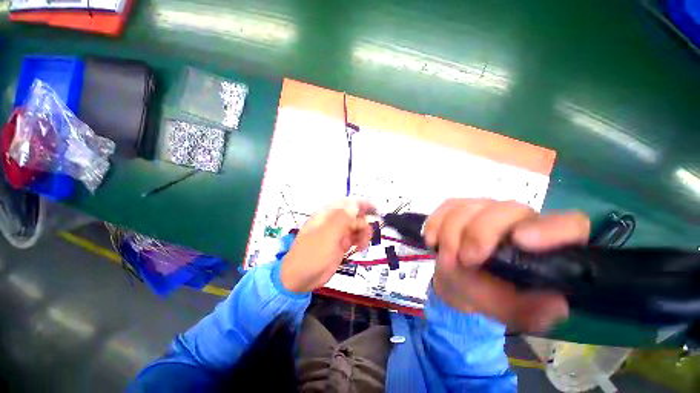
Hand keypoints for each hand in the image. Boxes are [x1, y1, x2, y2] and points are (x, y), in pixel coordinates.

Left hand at [280, 199, 374, 292]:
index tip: (374, 208)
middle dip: (363, 222)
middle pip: (354, 215)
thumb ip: (342, 218)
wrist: (301, 278)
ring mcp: (338, 233)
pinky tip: (360, 248)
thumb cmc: (311, 254)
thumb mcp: (327, 234)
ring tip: (362, 244)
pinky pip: (355, 238)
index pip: (346, 203)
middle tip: (366, 233)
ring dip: (363, 233)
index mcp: (327, 215)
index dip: (360, 204)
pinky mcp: (341, 244)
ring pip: (356, 227)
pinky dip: (360, 241)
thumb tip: (355, 204)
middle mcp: (333, 222)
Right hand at [424, 199, 589, 331]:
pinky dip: (435, 224)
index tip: (520, 242)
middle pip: (506, 209)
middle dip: (479, 234)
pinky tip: (433, 241)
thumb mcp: (513, 312)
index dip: (549, 230)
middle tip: (465, 260)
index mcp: (544, 245)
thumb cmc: (491, 294)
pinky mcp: (460, 207)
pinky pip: (446, 207)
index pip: (568, 225)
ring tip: (448, 260)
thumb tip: (555, 304)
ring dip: (451, 235)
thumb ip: (533, 312)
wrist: (460, 279)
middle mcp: (518, 220)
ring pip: (469, 208)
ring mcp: (486, 209)